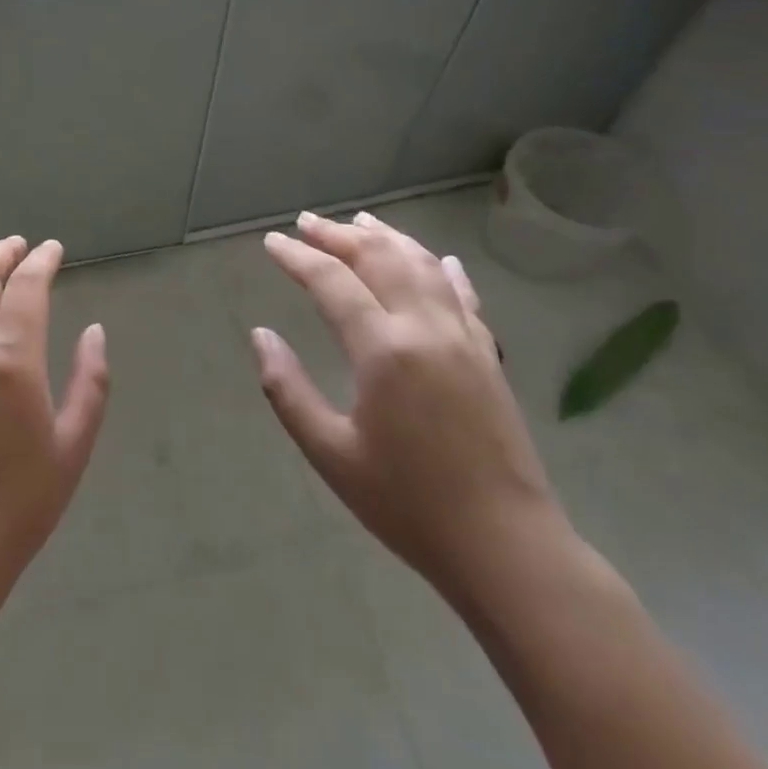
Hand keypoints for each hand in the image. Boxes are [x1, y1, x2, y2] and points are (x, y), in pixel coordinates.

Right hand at [254, 211, 565, 598]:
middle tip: (306, 222)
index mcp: (384, 350)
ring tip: (359, 220)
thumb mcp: (330, 453)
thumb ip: (288, 389)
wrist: (507, 547)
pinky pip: (463, 295)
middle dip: (338, 235)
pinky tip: (435, 258)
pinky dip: (441, 268)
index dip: (298, 257)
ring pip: (422, 265)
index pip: (332, 282)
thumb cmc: (408, 505)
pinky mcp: (488, 355)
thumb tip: (261, 336)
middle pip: (379, 258)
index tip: (272, 242)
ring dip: (387, 237)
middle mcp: (426, 329)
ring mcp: (464, 338)